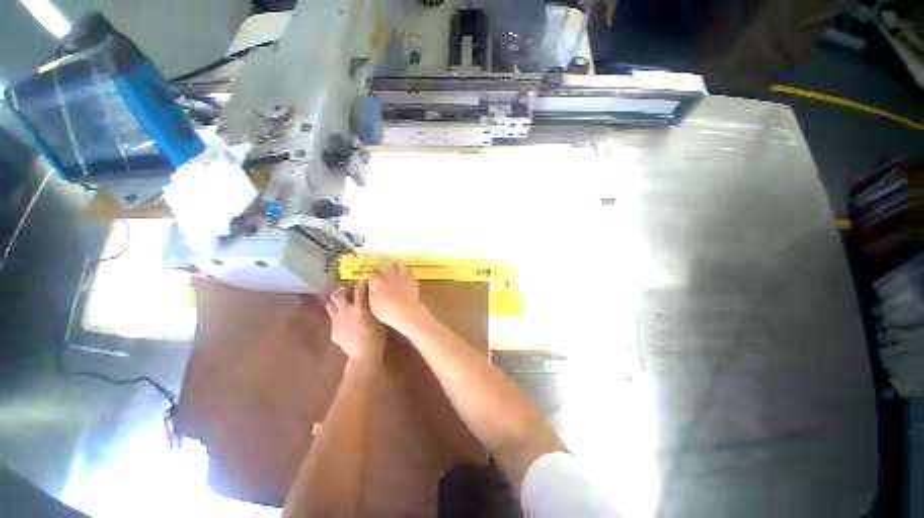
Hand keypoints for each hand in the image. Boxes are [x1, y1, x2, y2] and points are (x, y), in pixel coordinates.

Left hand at [326, 282, 385, 363]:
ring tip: (343, 304)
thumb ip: (374, 307)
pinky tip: (344, 321)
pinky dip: (337, 316)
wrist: (363, 356)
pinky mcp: (333, 331)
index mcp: (359, 307)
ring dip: (336, 302)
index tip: (364, 282)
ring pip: (330, 305)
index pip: (358, 289)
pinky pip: (332, 319)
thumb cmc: (376, 337)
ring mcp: (336, 321)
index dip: (361, 284)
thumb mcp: (379, 319)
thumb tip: (373, 299)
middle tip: (349, 291)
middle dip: (342, 290)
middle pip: (337, 294)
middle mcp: (345, 311)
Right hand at [368, 262, 428, 331]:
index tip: (373, 278)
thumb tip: (372, 288)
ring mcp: (401, 276)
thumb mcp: (373, 306)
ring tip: (396, 268)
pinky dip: (407, 272)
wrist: (406, 311)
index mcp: (377, 282)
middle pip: (385, 265)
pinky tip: (407, 275)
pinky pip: (410, 271)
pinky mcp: (412, 278)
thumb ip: (372, 295)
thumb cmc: (387, 312)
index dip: (372, 276)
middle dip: (384, 267)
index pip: (372, 275)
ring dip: (397, 265)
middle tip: (384, 270)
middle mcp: (388, 276)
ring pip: (399, 264)